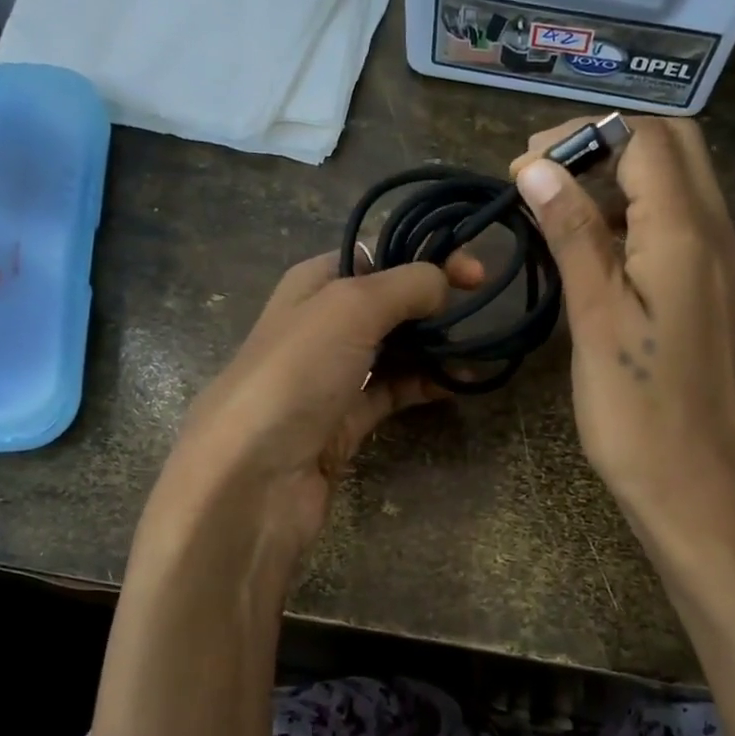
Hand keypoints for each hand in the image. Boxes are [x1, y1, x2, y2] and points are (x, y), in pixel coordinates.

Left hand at [150, 250, 480, 579]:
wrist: (252, 479)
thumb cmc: (295, 375)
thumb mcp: (349, 309)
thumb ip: (404, 285)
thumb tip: (443, 282)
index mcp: (313, 285)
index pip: (376, 256)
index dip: (425, 257)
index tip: (475, 273)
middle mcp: (322, 325)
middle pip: (389, 303)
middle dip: (434, 301)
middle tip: (482, 307)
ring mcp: (333, 376)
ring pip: (395, 349)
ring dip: (435, 345)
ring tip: (482, 347)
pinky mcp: (346, 422)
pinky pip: (395, 392)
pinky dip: (426, 385)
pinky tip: (460, 383)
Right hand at [511, 115, 734, 546]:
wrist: (696, 490)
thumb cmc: (636, 412)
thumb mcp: (595, 318)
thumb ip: (572, 234)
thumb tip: (537, 165)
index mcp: (686, 234)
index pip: (644, 138)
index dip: (581, 136)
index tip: (523, 168)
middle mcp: (716, 235)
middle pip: (672, 148)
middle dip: (606, 144)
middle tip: (546, 180)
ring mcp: (721, 265)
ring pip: (678, 186)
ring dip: (620, 179)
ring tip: (558, 214)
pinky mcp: (714, 294)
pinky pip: (680, 227)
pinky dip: (636, 217)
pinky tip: (595, 254)